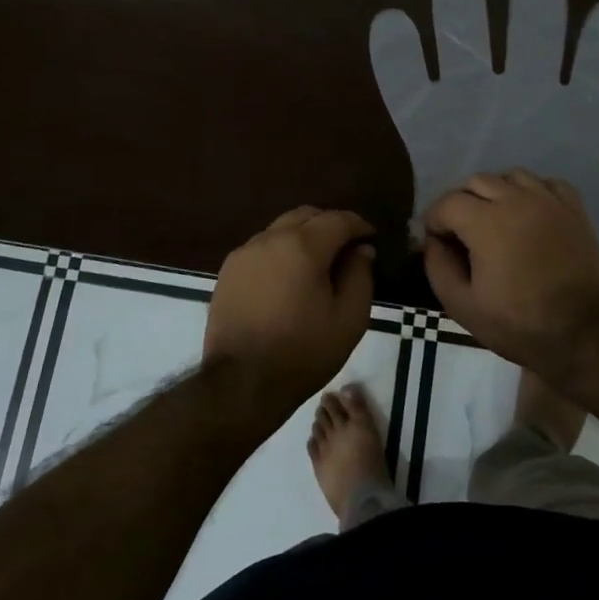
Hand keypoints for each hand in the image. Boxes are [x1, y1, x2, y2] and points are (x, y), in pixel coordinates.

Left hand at [203, 206, 376, 406]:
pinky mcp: (227, 272)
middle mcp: (270, 239)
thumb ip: (360, 276)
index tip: (371, 237)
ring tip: (316, 263)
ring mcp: (244, 253)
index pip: (338, 219)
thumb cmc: (303, 351)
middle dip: (329, 225)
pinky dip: (280, 252)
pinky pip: (260, 248)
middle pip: (305, 216)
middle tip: (345, 247)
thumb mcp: (349, 319)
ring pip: (280, 229)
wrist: (241, 383)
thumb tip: (361, 251)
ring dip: (302, 237)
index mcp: (303, 246)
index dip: (359, 225)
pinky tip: (287, 277)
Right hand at [422, 170, 598, 381]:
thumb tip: (432, 241)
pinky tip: (529, 213)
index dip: (434, 221)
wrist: (580, 336)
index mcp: (486, 223)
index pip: (447, 203)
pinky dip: (532, 192)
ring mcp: (549, 202)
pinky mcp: (574, 210)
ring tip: (495, 220)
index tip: (436, 242)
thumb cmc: (517, 324)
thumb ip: (437, 266)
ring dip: (496, 193)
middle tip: (461, 232)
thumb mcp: (461, 305)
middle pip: (476, 182)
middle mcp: (516, 201)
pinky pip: (547, 183)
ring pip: (511, 176)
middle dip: (460, 203)